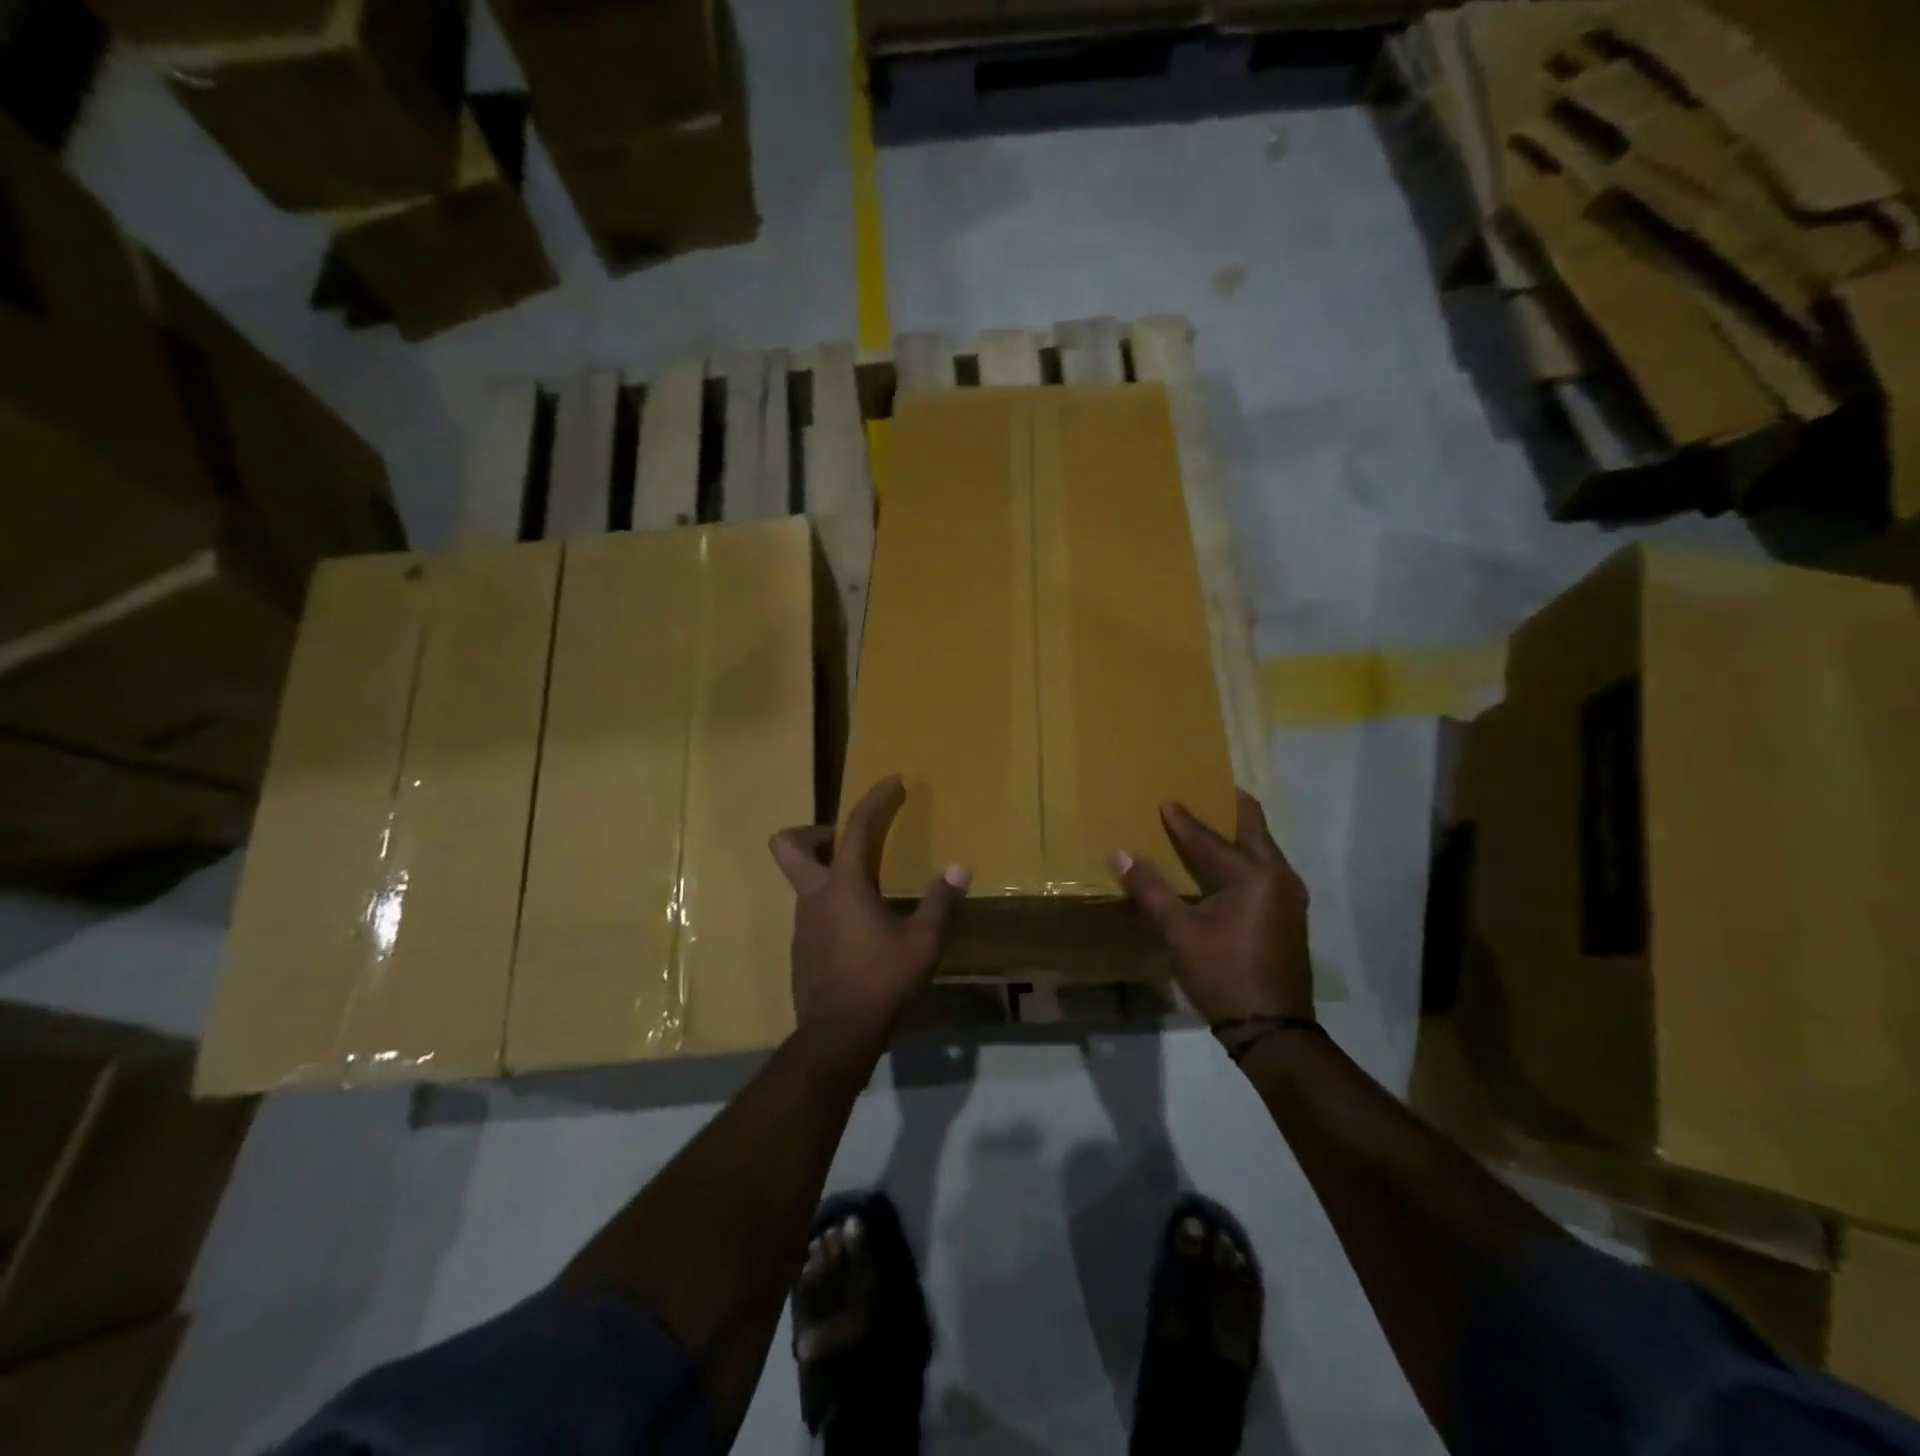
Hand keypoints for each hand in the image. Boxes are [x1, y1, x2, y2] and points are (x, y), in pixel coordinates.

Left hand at [769, 775, 970, 1056]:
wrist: (836, 1038)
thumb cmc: (882, 983)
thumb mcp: (923, 943)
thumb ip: (940, 902)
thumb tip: (959, 868)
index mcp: (845, 886)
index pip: (858, 828)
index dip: (876, 800)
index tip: (894, 781)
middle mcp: (814, 897)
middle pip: (789, 845)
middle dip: (815, 832)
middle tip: (851, 842)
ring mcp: (802, 924)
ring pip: (802, 880)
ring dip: (828, 871)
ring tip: (870, 889)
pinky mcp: (801, 949)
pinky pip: (812, 911)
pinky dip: (832, 904)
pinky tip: (861, 929)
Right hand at [1112, 792, 1313, 1029]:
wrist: (1273, 1029)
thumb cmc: (1223, 974)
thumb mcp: (1180, 932)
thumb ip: (1151, 890)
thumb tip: (1120, 854)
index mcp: (1253, 875)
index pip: (1209, 838)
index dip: (1184, 821)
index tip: (1166, 801)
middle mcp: (1279, 876)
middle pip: (1254, 828)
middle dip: (1230, 807)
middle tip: (1208, 790)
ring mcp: (1291, 897)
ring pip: (1264, 850)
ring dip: (1240, 834)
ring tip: (1214, 825)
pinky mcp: (1291, 915)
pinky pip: (1268, 870)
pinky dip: (1248, 858)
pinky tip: (1228, 867)